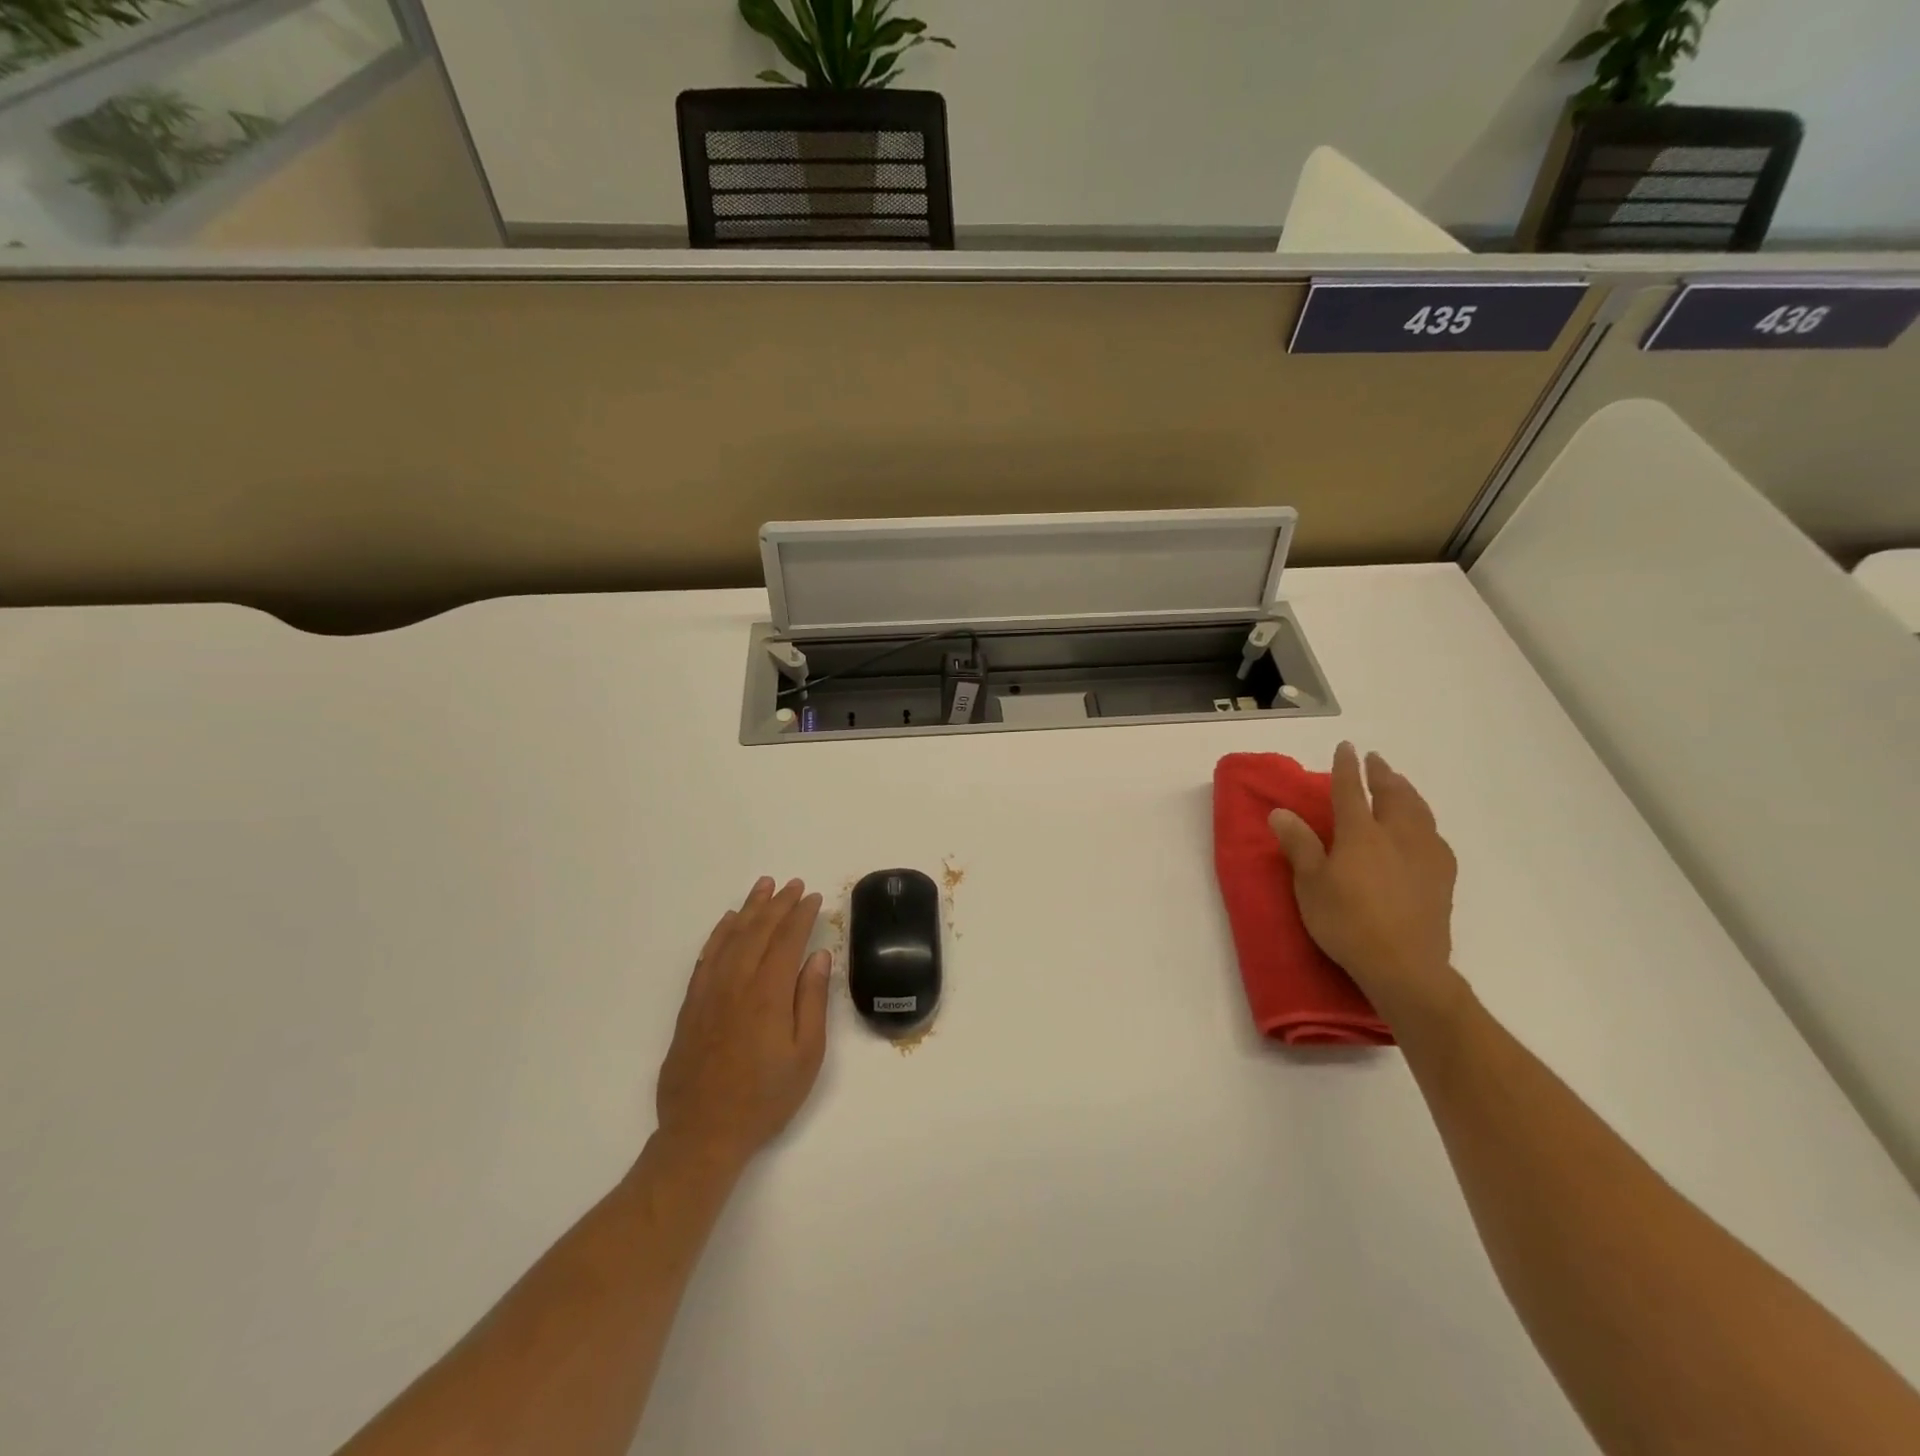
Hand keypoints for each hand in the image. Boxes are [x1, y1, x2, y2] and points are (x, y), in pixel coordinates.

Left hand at [654, 877, 831, 1170]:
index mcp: (768, 994)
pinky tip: (728, 923)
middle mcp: (736, 984)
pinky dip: (719, 934)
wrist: (703, 1134)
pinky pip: (706, 957)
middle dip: (777, 904)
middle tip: (793, 884)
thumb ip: (812, 1001)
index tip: (813, 898)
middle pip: (758, 932)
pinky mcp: (692, 1006)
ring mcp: (709, 993)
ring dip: (749, 910)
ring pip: (730, 938)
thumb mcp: (806, 1055)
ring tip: (763, 887)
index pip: (787, 941)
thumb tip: (818, 957)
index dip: (801, 916)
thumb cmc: (765, 1099)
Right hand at [1268, 743, 1462, 1025]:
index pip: (1351, 791)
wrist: (1405, 967)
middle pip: (1393, 795)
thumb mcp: (1310, 885)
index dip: (1346, 768)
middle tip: (1376, 760)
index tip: (1346, 747)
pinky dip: (1425, 821)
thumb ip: (1299, 845)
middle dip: (1383, 774)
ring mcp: (1425, 856)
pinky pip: (1435, 836)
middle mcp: (1397, 836)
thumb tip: (1281, 812)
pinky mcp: (1442, 878)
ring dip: (1407, 793)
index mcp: (1361, 834)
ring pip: (1419, 812)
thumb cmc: (1347, 922)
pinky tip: (1424, 829)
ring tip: (1400, 784)